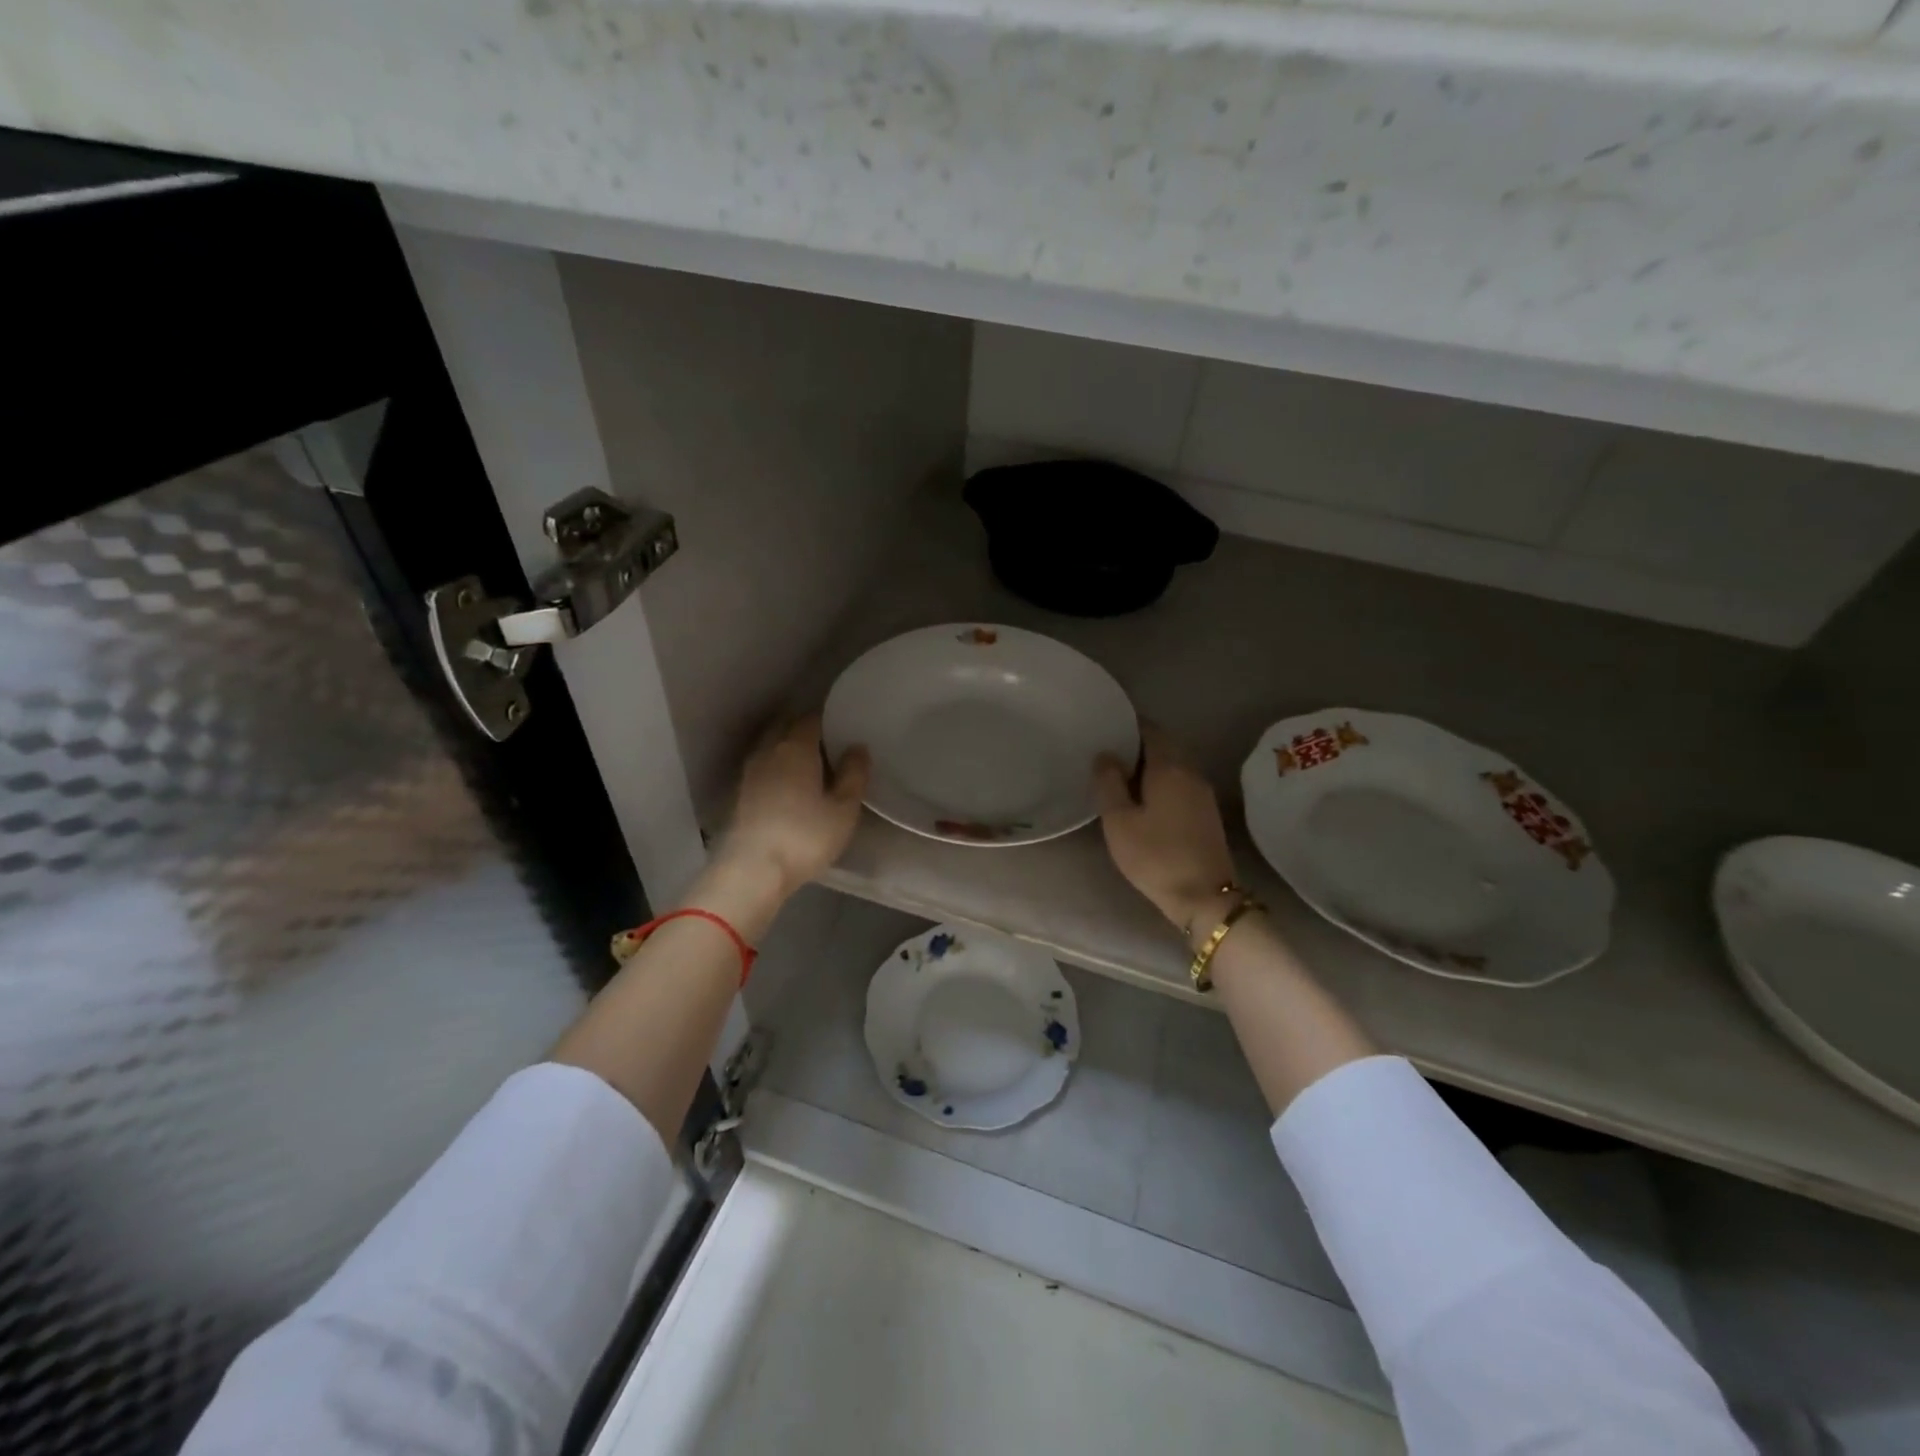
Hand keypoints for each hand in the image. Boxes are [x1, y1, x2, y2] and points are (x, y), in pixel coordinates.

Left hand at [719, 714, 869, 897]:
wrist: (753, 870)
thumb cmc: (805, 836)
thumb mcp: (844, 809)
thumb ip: (854, 775)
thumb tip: (858, 748)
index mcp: (796, 747)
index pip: (811, 719)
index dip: (827, 718)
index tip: (843, 724)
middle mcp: (769, 751)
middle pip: (786, 727)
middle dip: (804, 728)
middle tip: (828, 739)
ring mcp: (750, 772)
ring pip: (771, 746)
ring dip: (788, 746)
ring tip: (811, 760)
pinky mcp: (741, 793)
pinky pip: (764, 766)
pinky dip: (777, 766)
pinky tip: (790, 782)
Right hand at [1094, 723, 1237, 936]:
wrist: (1204, 897)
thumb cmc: (1155, 856)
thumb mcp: (1119, 821)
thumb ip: (1109, 783)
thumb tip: (1106, 754)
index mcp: (1169, 768)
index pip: (1151, 730)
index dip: (1129, 725)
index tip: (1106, 727)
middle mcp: (1191, 773)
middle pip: (1164, 746)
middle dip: (1137, 745)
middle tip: (1107, 753)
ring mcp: (1203, 794)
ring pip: (1173, 766)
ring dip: (1149, 766)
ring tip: (1119, 776)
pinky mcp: (1206, 814)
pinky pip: (1180, 784)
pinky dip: (1160, 782)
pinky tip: (1143, 799)